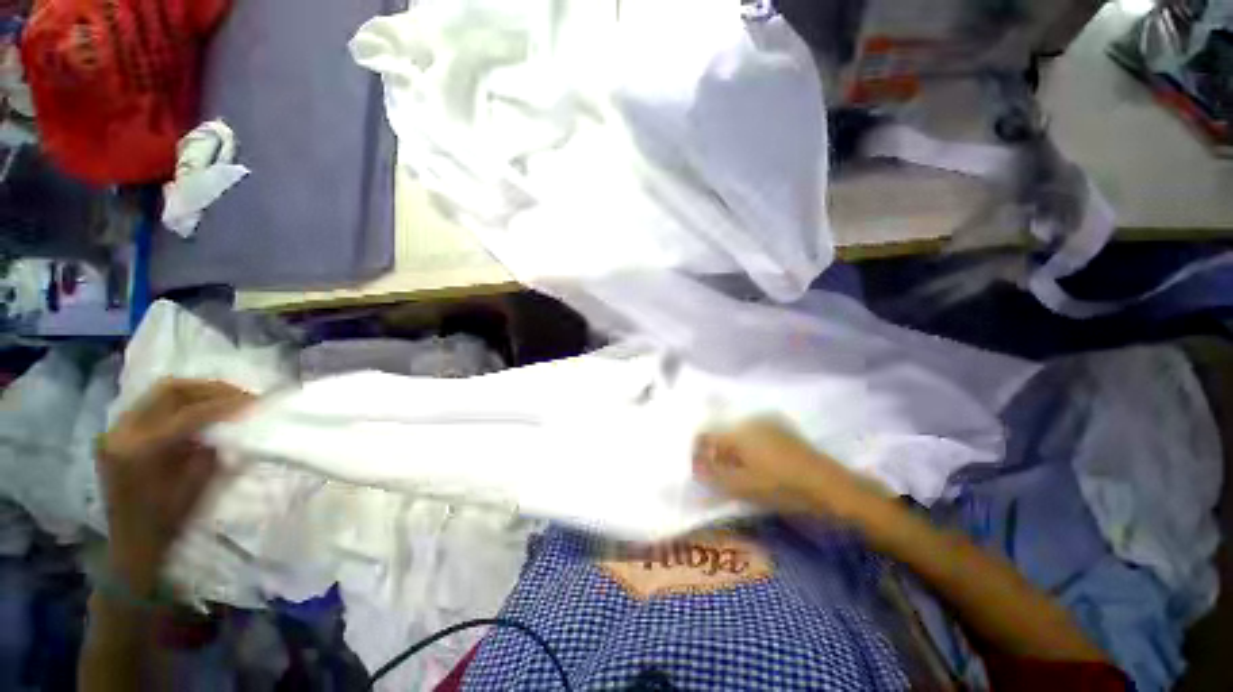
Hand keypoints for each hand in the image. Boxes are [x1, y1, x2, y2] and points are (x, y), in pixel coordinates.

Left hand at [95, 379, 252, 595]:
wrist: (130, 543)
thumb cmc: (166, 521)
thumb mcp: (194, 487)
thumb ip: (209, 451)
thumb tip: (231, 425)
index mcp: (140, 450)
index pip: (188, 413)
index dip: (224, 404)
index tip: (255, 402)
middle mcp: (123, 432)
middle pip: (169, 390)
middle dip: (210, 389)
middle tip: (241, 395)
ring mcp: (116, 430)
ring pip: (160, 392)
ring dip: (196, 391)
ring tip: (225, 398)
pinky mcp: (118, 432)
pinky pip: (152, 404)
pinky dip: (180, 401)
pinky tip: (199, 409)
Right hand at [693, 419, 884, 517]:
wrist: (831, 487)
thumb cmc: (782, 487)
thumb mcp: (742, 486)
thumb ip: (713, 475)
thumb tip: (696, 467)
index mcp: (738, 431)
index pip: (706, 435)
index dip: (698, 453)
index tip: (700, 472)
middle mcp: (750, 420)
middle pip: (721, 434)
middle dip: (716, 455)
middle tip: (722, 478)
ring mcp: (768, 423)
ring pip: (738, 435)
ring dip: (732, 453)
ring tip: (741, 475)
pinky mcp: (782, 430)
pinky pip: (754, 435)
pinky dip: (749, 449)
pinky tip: (760, 467)